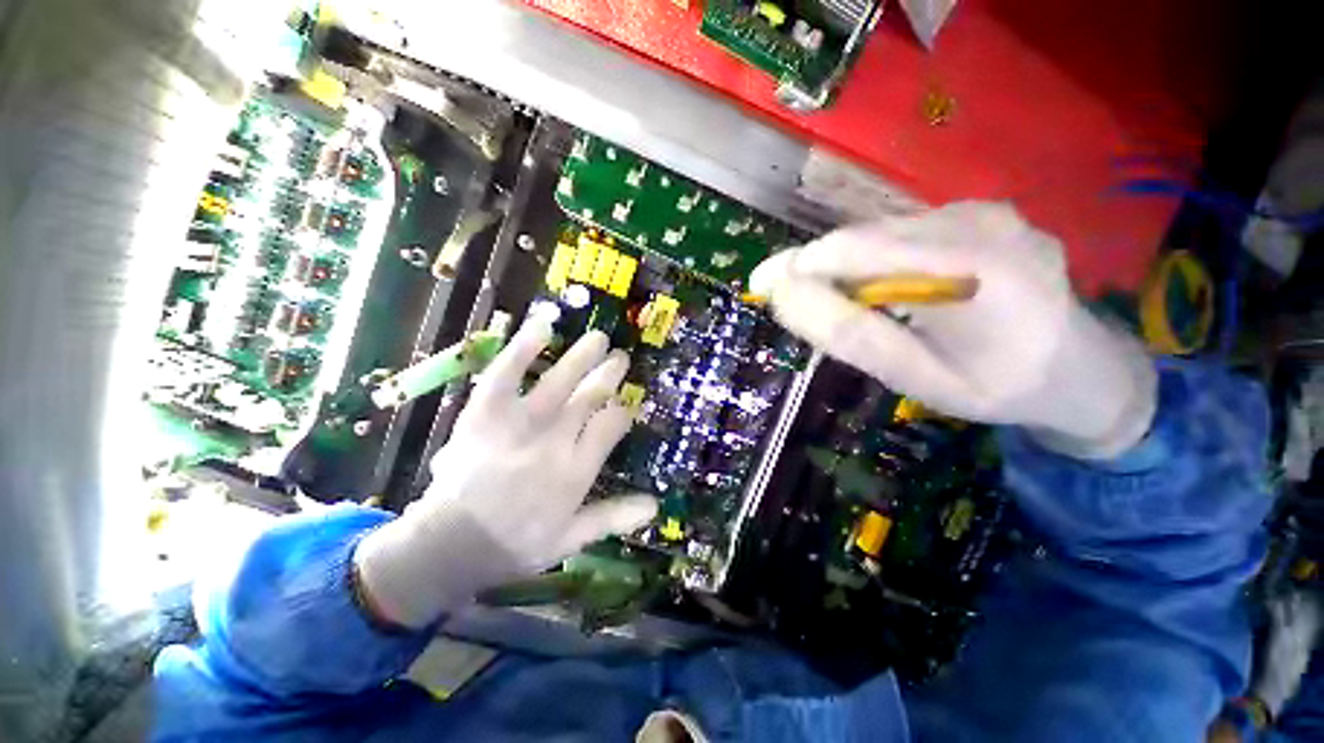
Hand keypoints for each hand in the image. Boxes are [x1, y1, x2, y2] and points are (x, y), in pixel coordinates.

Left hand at [354, 311, 656, 627]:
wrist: (448, 545)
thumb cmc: (514, 543)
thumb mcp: (570, 539)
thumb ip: (613, 518)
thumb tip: (655, 506)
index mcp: (575, 470)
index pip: (611, 426)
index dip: (622, 411)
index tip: (625, 406)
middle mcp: (554, 441)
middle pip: (589, 397)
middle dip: (608, 374)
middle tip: (620, 357)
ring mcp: (519, 424)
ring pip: (559, 381)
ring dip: (582, 357)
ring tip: (599, 338)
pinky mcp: (486, 412)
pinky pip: (506, 373)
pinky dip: (523, 348)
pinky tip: (542, 326)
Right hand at [750, 202, 1156, 458]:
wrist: (1081, 371)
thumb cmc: (998, 386)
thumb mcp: (917, 377)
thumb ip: (851, 334)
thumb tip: (785, 294)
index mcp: (972, 268)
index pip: (858, 248)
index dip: (800, 264)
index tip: (762, 285)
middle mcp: (982, 222)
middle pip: (868, 236)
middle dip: (825, 269)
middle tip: (806, 308)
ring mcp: (988, 211)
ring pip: (886, 231)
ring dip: (854, 265)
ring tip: (856, 306)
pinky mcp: (986, 212)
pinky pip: (910, 230)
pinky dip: (883, 258)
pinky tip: (896, 289)